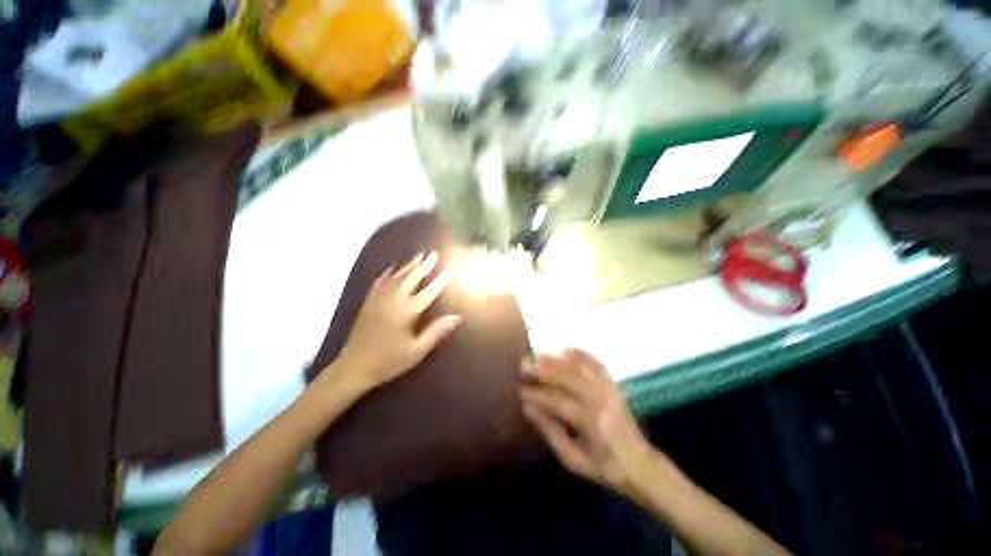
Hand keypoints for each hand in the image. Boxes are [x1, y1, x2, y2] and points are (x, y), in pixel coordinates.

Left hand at [338, 252, 460, 389]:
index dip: (439, 281)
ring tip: (417, 256)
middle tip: (432, 254)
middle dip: (423, 266)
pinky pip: (379, 282)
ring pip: (396, 277)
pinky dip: (387, 273)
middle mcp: (393, 300)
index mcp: (407, 312)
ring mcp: (379, 299)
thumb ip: (436, 332)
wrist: (354, 367)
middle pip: (411, 278)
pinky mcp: (368, 302)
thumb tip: (457, 317)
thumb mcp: (417, 351)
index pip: (428, 292)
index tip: (448, 270)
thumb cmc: (389, 361)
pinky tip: (392, 267)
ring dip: (408, 265)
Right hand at [521, 348, 653, 496]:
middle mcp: (602, 401)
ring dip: (558, 359)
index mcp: (593, 424)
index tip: (520, 390)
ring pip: (581, 367)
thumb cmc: (604, 467)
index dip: (538, 395)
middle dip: (544, 368)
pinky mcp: (613, 385)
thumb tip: (528, 409)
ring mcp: (609, 390)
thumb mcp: (574, 461)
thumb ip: (551, 433)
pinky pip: (596, 364)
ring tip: (538, 355)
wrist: (640, 464)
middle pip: (569, 377)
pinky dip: (581, 354)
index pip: (559, 402)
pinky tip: (566, 350)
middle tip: (524, 364)